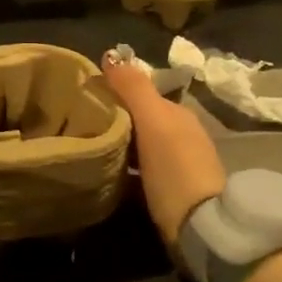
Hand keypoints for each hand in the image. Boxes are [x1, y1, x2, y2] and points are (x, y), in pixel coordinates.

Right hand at [99, 49, 226, 244]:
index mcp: (179, 114)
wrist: (201, 227)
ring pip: (142, 145)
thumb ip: (134, 88)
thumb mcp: (153, 122)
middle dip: (116, 119)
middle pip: (142, 120)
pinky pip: (142, 170)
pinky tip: (108, 174)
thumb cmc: (174, 168)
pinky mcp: (174, 191)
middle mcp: (183, 134)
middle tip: (80, 124)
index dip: (115, 93)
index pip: (143, 94)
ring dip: (121, 144)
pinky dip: (126, 168)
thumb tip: (111, 55)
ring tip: (89, 147)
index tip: (83, 99)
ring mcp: (180, 164)